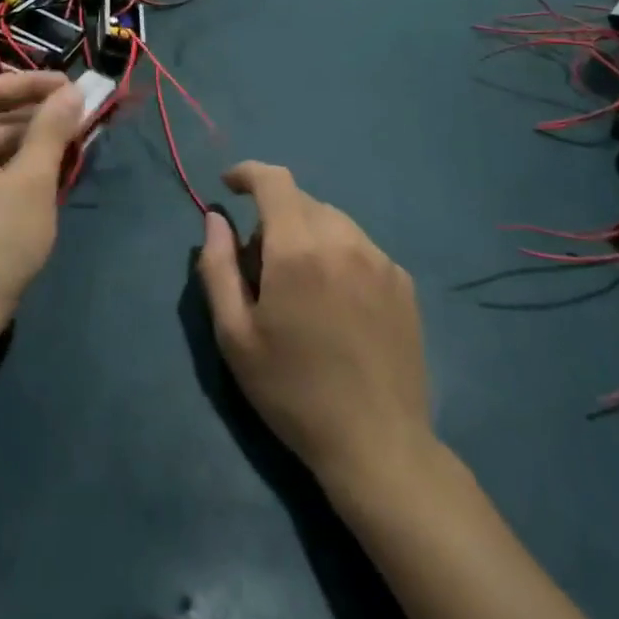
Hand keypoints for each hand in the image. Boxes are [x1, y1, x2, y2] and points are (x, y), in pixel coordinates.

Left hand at [0, 72, 83, 345]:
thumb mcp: (32, 180)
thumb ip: (51, 130)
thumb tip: (71, 92)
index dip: (31, 83)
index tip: (70, 87)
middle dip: (31, 115)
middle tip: (74, 117)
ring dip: (23, 143)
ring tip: (65, 146)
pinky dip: (7, 168)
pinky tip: (39, 178)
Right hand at [195, 163, 431, 489]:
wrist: (378, 445)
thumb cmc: (293, 391)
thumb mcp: (235, 336)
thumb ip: (217, 267)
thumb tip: (216, 219)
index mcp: (299, 248)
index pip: (273, 180)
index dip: (248, 173)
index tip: (229, 185)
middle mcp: (344, 239)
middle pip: (300, 201)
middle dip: (273, 216)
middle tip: (260, 266)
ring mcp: (380, 259)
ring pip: (332, 221)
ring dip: (307, 234)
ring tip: (300, 287)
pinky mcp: (403, 282)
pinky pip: (359, 247)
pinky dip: (338, 255)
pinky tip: (336, 303)